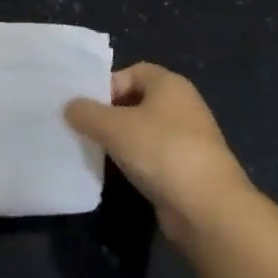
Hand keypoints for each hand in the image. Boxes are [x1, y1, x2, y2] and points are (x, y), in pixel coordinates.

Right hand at [65, 63, 258, 243]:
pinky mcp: (186, 167)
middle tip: (84, 129)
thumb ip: (86, 113)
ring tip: (95, 151)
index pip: (133, 71)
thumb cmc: (161, 151)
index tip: (86, 106)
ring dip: (120, 139)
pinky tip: (118, 172)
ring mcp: (187, 138)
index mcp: (170, 84)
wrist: (206, 206)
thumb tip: (70, 107)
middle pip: (137, 100)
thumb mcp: (113, 127)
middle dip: (109, 113)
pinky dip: (134, 160)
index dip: (107, 84)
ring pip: (143, 130)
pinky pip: (152, 155)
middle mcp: (182, 105)